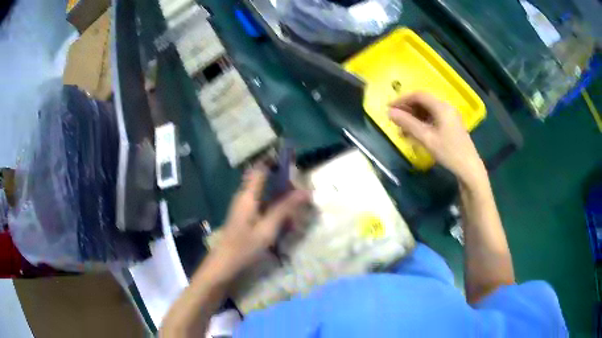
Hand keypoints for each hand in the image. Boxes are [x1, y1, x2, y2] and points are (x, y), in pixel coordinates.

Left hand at [211, 165, 309, 277]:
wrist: (223, 265)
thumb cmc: (244, 247)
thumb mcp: (267, 229)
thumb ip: (284, 209)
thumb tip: (304, 192)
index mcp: (247, 196)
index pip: (260, 168)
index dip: (274, 161)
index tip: (293, 160)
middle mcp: (244, 197)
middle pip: (264, 180)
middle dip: (283, 182)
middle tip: (302, 190)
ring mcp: (244, 207)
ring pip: (265, 194)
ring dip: (281, 197)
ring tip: (298, 205)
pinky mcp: (245, 217)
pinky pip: (263, 206)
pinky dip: (275, 209)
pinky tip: (286, 221)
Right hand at [388, 92, 486, 184]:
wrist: (469, 168)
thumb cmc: (448, 152)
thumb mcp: (426, 138)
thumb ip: (408, 123)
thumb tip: (390, 113)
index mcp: (441, 107)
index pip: (418, 96)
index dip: (402, 99)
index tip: (389, 108)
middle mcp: (446, 108)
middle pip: (423, 102)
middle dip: (407, 109)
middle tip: (394, 119)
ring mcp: (449, 117)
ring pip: (427, 112)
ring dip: (414, 118)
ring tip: (402, 129)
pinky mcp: (451, 126)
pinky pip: (433, 119)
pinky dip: (422, 124)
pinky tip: (414, 134)